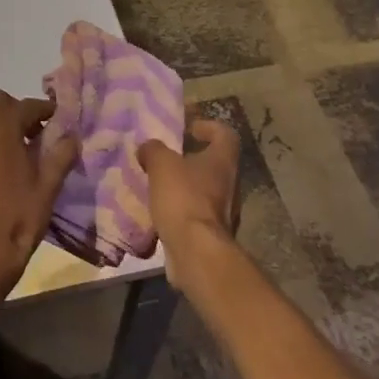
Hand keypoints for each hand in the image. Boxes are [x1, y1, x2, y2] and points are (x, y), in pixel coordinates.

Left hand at [0, 89, 78, 296]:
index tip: (56, 120)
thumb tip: (71, 136)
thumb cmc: (19, 218)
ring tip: (13, 157)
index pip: (26, 106)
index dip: (44, 110)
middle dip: (14, 112)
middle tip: (32, 135)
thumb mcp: (49, 187)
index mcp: (0, 129)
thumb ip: (61, 154)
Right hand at [138, 119, 240, 290]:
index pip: (225, 134)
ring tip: (158, 185)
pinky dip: (180, 209)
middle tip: (166, 158)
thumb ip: (154, 150)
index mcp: (223, 161)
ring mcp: (224, 211)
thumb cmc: (183, 199)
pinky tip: (160, 211)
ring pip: (204, 190)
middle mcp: (230, 184)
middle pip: (215, 163)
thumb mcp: (162, 165)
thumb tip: (148, 147)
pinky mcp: (212, 233)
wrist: (196, 251)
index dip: (209, 126)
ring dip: (184, 185)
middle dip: (191, 159)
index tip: (189, 128)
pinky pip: (195, 213)